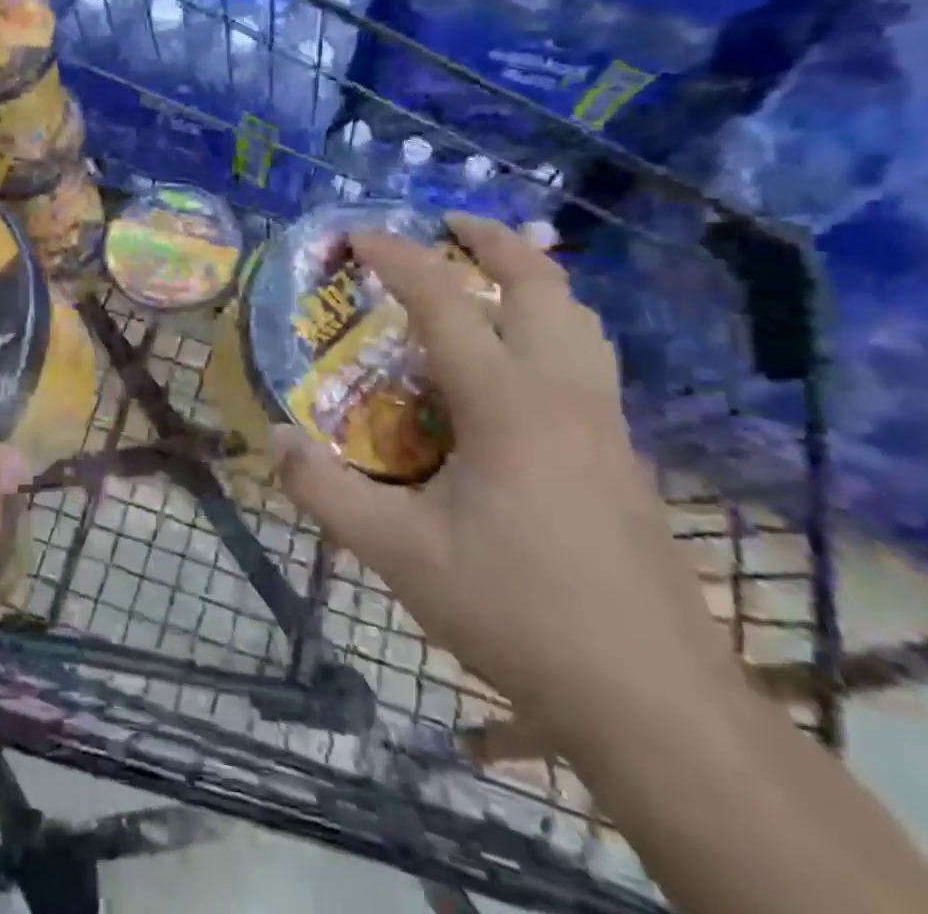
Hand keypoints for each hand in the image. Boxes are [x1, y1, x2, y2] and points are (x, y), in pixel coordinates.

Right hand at [273, 214, 739, 736]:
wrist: (654, 702)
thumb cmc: (518, 611)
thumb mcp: (398, 555)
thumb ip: (327, 492)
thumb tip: (273, 439)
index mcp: (507, 405)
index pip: (445, 301)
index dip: (398, 257)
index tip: (359, 235)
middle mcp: (563, 395)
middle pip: (541, 283)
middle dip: (492, 239)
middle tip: (446, 224)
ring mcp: (605, 424)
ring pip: (579, 318)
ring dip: (533, 278)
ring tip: (487, 276)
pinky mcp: (624, 457)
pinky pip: (587, 359)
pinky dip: (551, 326)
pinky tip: (517, 368)